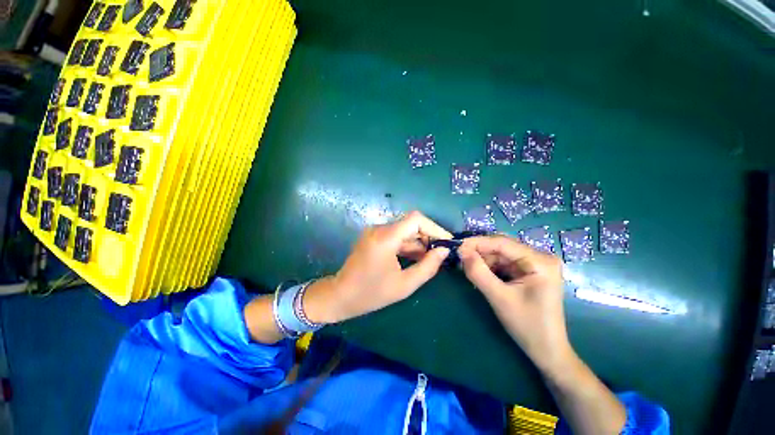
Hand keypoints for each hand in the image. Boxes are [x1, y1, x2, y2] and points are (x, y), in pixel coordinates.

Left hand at [304, 211, 451, 323]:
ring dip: (419, 242)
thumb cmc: (371, 294)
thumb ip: (427, 267)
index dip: (434, 228)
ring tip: (431, 258)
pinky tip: (416, 257)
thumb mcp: (404, 285)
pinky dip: (408, 245)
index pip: (415, 220)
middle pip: (411, 224)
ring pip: (404, 230)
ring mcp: (375, 232)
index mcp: (385, 238)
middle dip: (428, 236)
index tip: (447, 242)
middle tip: (441, 253)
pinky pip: (396, 236)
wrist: (341, 295)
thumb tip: (444, 251)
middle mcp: (379, 229)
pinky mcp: (373, 237)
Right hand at [457, 235, 571, 372]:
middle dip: (479, 251)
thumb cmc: (527, 326)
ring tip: (466, 267)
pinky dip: (489, 266)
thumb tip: (461, 251)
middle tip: (459, 257)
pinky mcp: (529, 272)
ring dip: (483, 259)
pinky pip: (504, 262)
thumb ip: (478, 272)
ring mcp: (535, 264)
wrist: (547, 351)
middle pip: (502, 247)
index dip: (477, 242)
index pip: (502, 243)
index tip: (457, 246)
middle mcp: (540, 257)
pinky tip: (479, 272)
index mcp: (540, 261)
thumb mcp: (499, 298)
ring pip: (501, 254)